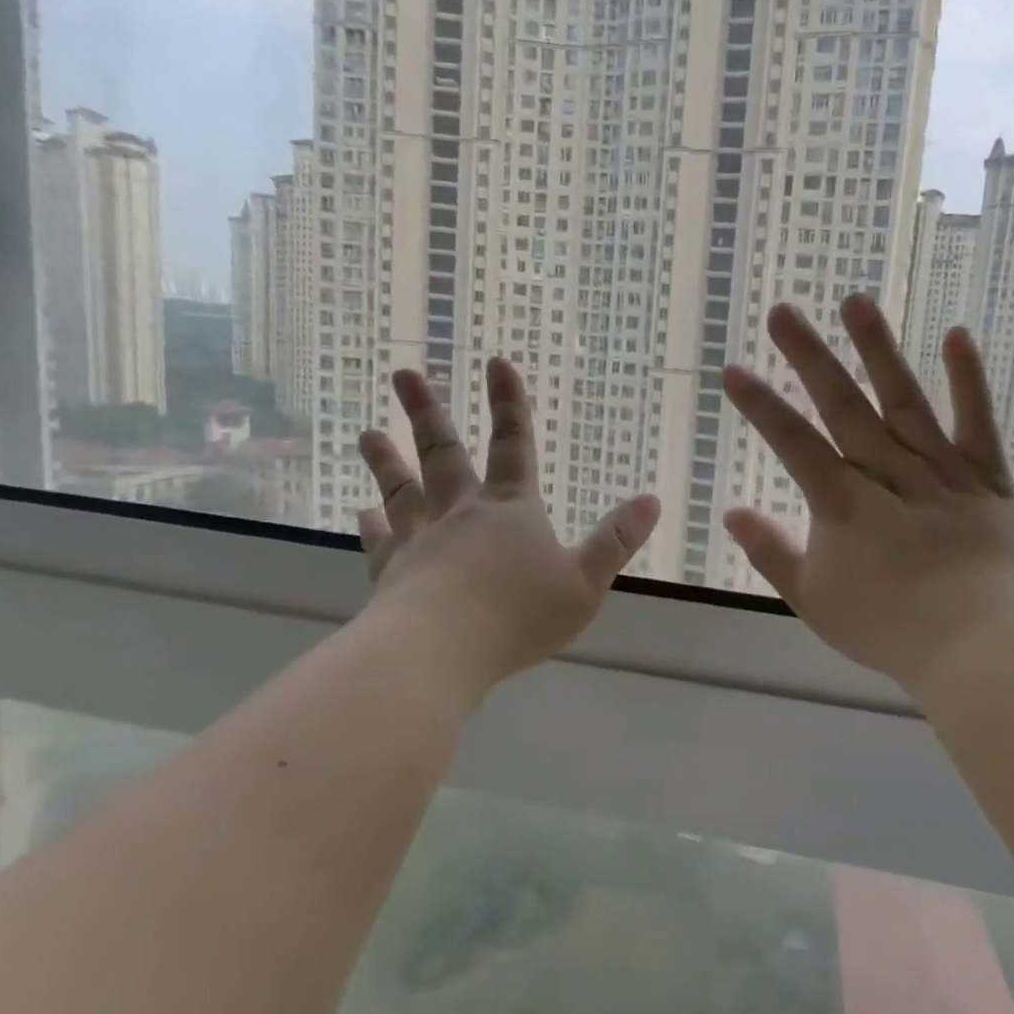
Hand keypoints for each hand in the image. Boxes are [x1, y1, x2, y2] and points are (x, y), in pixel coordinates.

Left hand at [356, 358, 659, 697]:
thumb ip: (616, 540)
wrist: (438, 651)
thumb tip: (651, 500)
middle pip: (443, 453)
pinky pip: (380, 541)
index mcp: (511, 510)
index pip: (513, 445)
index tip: (496, 362)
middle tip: (405, 373)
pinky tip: (362, 513)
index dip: (509, 404)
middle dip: (427, 411)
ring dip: (386, 459)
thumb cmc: (519, 615)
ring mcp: (421, 540)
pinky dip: (372, 525)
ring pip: (402, 489)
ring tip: (368, 432)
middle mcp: (462, 513)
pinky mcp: (392, 573)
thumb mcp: (585, 583)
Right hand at [722, 295, 1013, 690]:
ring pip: (904, 401)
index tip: (734, 369)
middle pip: (843, 407)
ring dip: (878, 350)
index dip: (761, 406)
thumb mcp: (815, 601)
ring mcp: (942, 470)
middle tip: (783, 311)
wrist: (981, 648)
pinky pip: (978, 423)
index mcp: (844, 504)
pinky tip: (957, 335)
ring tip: (855, 301)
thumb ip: (772, 553)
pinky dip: (969, 380)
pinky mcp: (987, 477)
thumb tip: (732, 512)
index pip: (793, 443)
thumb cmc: (890, 629)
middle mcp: (889, 473)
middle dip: (809, 358)